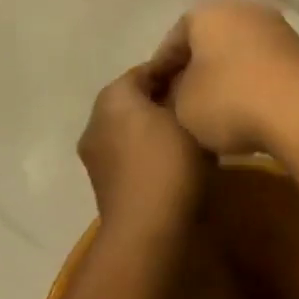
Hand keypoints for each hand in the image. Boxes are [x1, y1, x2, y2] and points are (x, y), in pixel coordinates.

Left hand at [77, 59, 206, 238]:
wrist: (146, 232)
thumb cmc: (169, 163)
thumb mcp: (187, 115)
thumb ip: (184, 89)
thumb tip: (186, 76)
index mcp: (113, 96)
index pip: (148, 68)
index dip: (176, 66)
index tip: (202, 69)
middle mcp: (96, 120)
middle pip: (135, 96)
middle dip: (165, 95)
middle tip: (199, 97)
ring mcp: (96, 154)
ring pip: (131, 124)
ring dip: (156, 122)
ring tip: (191, 125)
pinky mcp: (103, 181)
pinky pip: (129, 149)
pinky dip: (149, 145)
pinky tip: (176, 153)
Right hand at [142, 0, 298, 156]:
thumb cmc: (230, 100)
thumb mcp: (183, 105)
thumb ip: (174, 93)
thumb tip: (182, 90)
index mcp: (206, 12)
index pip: (173, 41)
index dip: (160, 72)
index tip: (155, 100)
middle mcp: (242, 7)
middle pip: (208, 42)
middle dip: (195, 71)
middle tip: (184, 105)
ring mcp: (275, 25)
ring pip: (237, 51)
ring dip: (226, 76)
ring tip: (216, 112)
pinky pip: (263, 63)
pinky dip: (252, 81)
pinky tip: (248, 109)